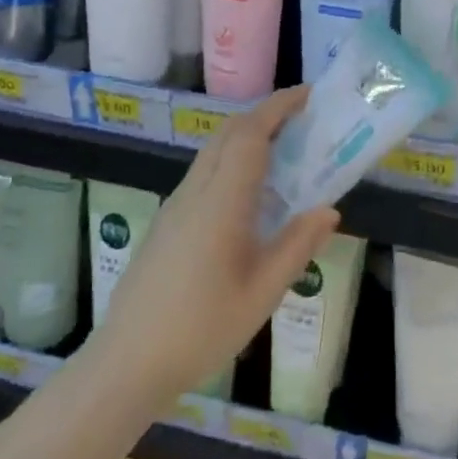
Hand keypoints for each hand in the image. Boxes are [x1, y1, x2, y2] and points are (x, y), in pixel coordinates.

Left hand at [95, 86, 338, 401]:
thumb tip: (329, 210)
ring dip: (247, 136)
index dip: (279, 107)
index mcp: (221, 202)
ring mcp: (176, 205)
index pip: (249, 134)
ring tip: (284, 152)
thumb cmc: (202, 329)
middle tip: (303, 120)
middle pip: (228, 132)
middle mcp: (195, 192)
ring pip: (213, 151)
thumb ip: (297, 245)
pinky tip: (251, 193)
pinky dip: (232, 160)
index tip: (309, 96)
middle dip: (265, 114)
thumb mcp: (263, 292)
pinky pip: (204, 172)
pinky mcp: (167, 221)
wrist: (127, 363)